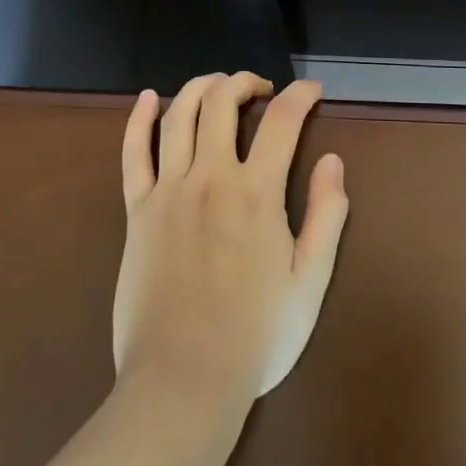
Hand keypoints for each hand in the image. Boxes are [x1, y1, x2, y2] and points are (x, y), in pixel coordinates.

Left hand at [114, 72, 348, 407]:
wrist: (182, 384)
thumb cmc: (255, 336)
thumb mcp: (311, 281)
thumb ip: (327, 215)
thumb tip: (332, 160)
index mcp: (257, 193)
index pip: (283, 120)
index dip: (301, 95)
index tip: (312, 91)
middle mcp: (211, 177)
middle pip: (222, 101)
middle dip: (245, 81)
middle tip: (262, 89)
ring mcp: (168, 192)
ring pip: (179, 115)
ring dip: (201, 87)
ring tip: (219, 85)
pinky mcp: (137, 212)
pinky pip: (133, 153)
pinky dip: (139, 119)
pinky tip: (148, 98)